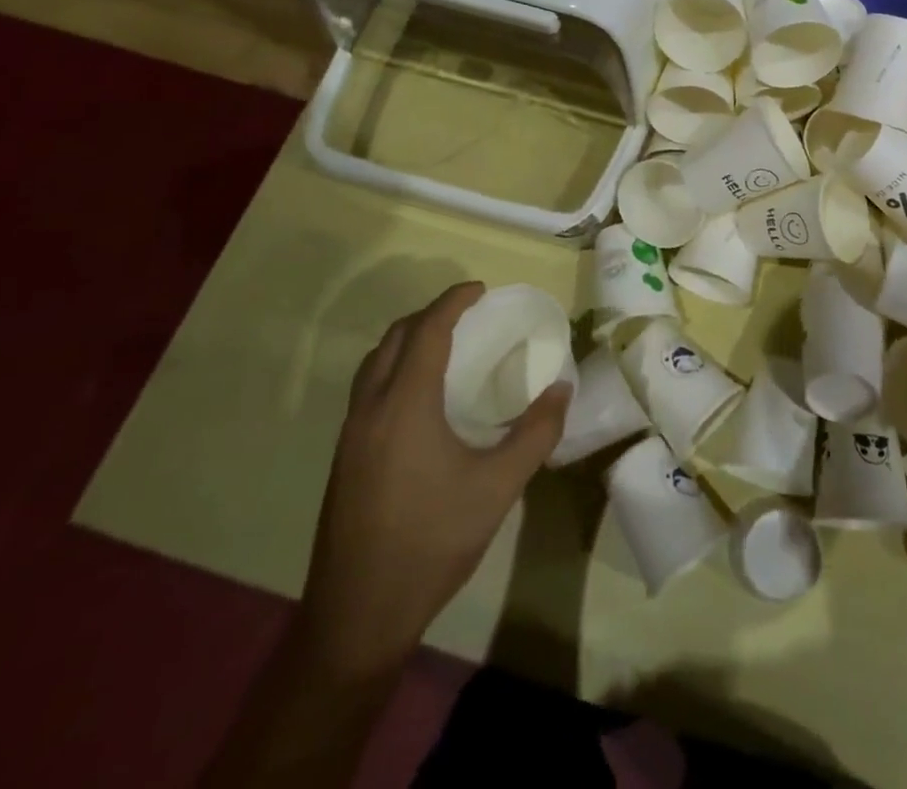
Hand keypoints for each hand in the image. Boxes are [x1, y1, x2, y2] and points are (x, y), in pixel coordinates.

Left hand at [293, 282, 569, 684]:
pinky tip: (420, 398)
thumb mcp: (498, 487)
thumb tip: (562, 389)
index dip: (452, 302)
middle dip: (428, 315)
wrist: (357, 617)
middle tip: (466, 314)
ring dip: (406, 341)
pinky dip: (394, 370)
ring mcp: (350, 437)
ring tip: (444, 346)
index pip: (426, 331)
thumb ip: (535, 432)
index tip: (480, 289)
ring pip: (373, 365)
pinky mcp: (344, 460)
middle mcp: (370, 410)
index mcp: (404, 406)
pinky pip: (367, 391)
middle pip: (393, 339)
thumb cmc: (432, 543)